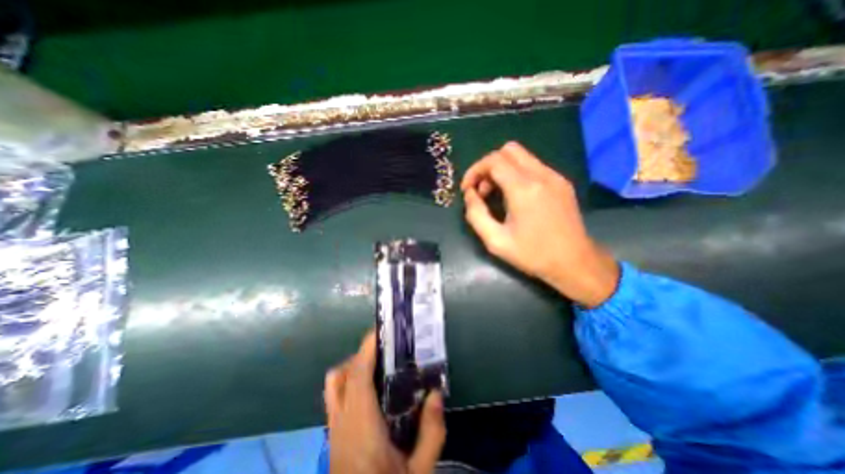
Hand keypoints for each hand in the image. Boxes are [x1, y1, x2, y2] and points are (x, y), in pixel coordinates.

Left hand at [322, 332, 445, 473]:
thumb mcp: (418, 473)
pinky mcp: (333, 436)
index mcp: (361, 426)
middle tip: (385, 351)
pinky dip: (349, 383)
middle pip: (341, 375)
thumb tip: (436, 394)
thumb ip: (431, 433)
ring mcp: (333, 429)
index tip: (379, 331)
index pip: (357, 376)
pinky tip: (371, 393)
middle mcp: (341, 422)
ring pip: (334, 386)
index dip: (366, 349)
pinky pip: (335, 397)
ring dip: (352, 368)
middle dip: (361, 355)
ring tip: (377, 368)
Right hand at [462, 142, 617, 308]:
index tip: (467, 189)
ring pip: (522, 156)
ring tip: (496, 195)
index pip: (493, 161)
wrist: (575, 263)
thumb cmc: (533, 255)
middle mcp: (541, 175)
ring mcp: (555, 177)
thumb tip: (470, 194)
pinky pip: (534, 166)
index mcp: (524, 189)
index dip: (474, 171)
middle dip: (488, 167)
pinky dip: (517, 174)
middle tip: (482, 191)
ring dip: (502, 170)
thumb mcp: (495, 241)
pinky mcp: (562, 183)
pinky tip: (515, 197)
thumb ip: (476, 214)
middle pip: (508, 150)